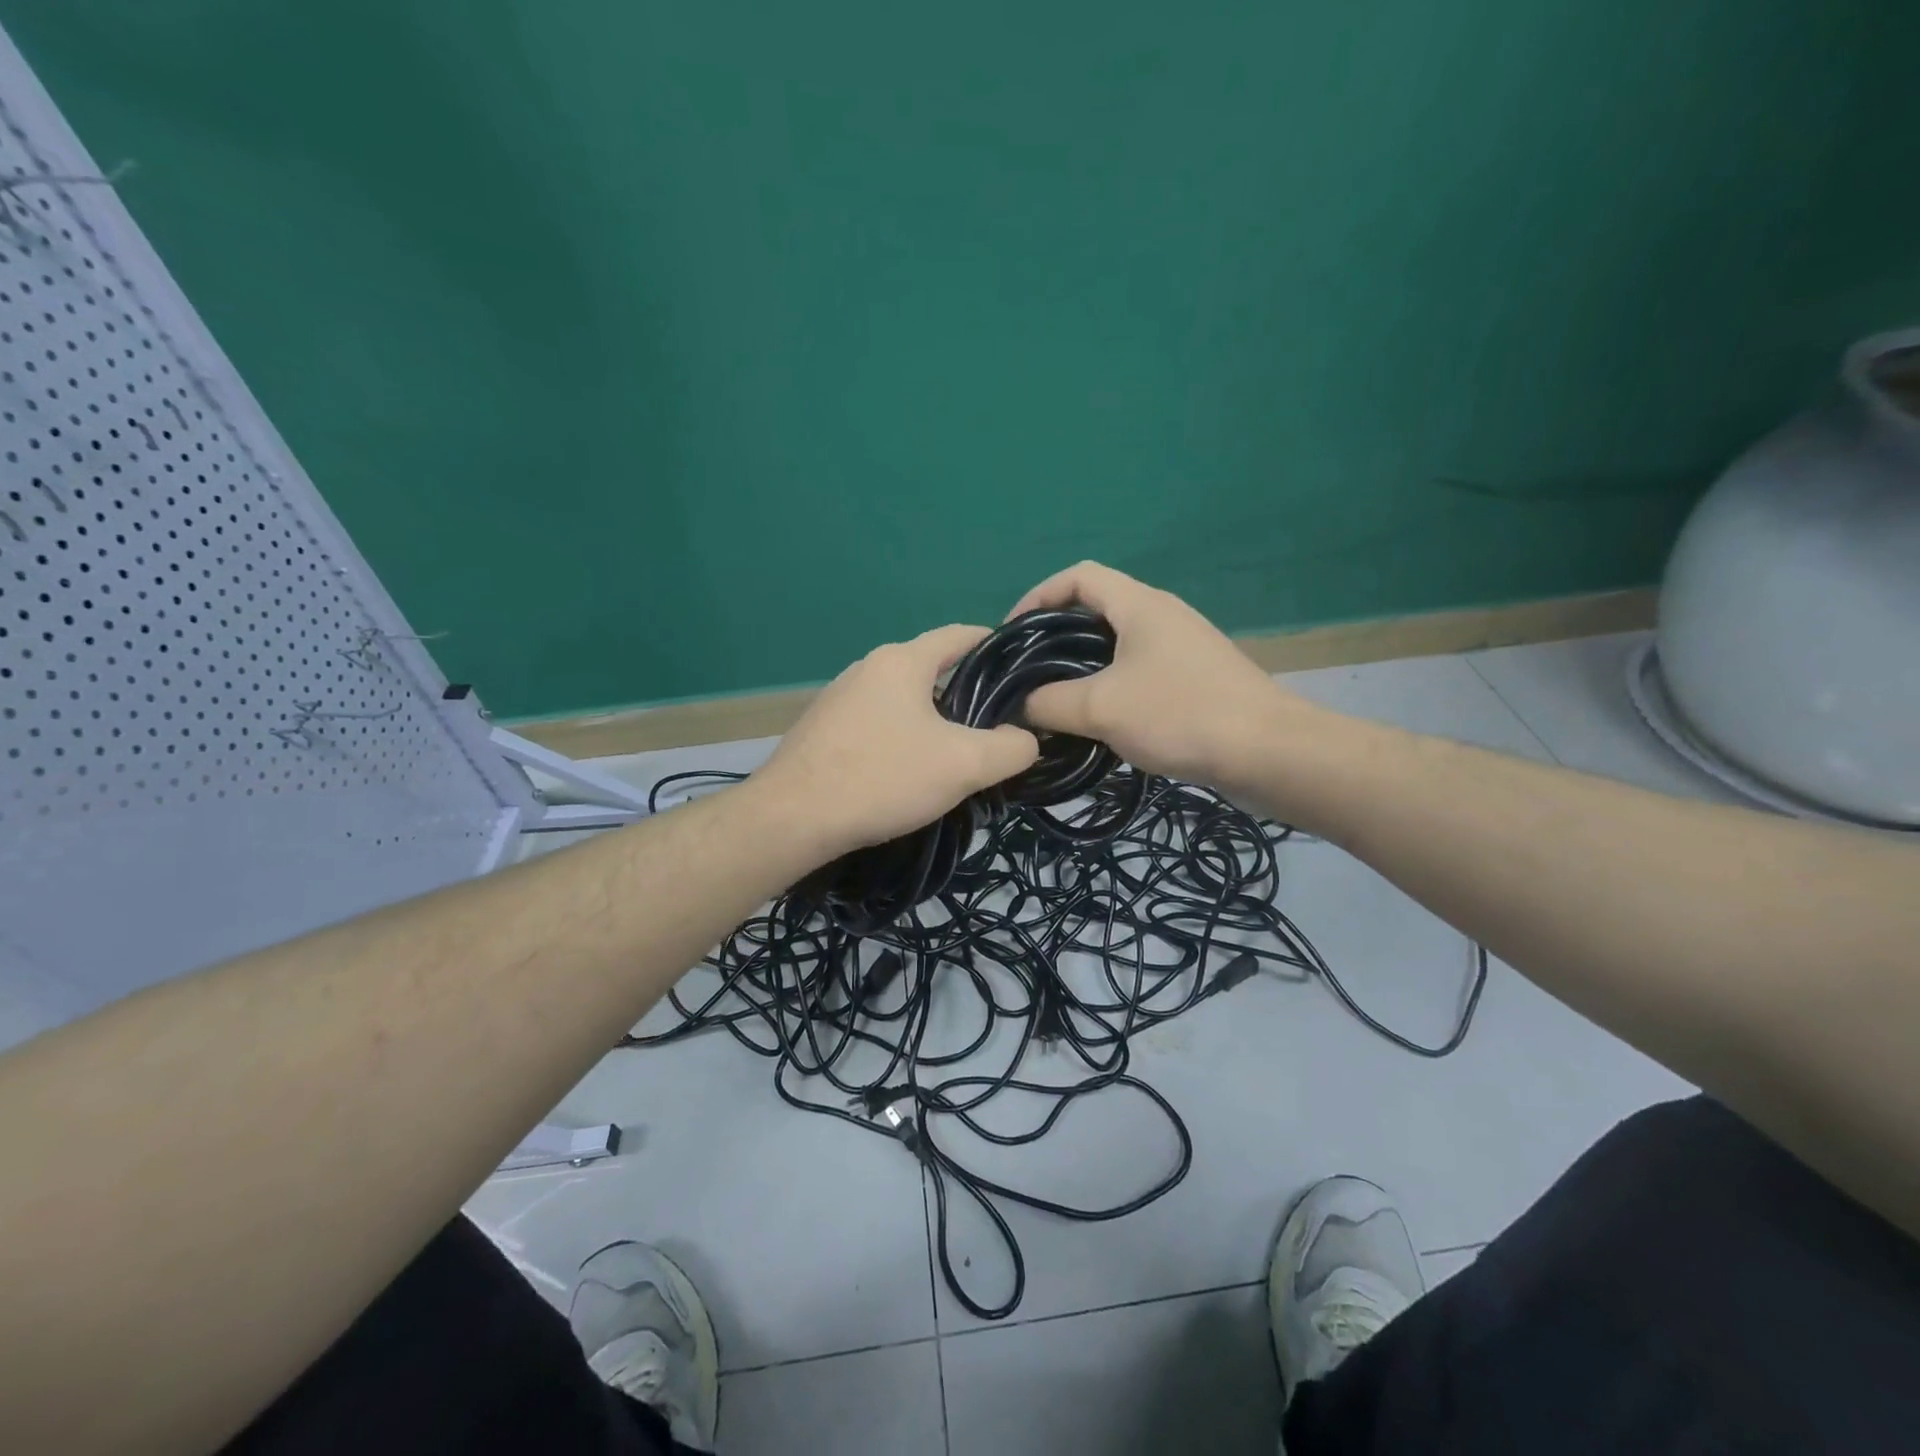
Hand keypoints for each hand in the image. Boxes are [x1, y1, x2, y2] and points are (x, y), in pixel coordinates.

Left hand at [752, 624, 1040, 857]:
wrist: (792, 819)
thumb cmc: (882, 777)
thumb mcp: (963, 765)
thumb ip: (1011, 748)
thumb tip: (1027, 739)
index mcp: (902, 660)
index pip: (961, 635)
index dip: (997, 649)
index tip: (1023, 677)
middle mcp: (868, 667)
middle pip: (933, 671)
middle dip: (968, 697)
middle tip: (995, 733)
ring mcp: (839, 698)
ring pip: (904, 702)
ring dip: (934, 723)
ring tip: (956, 760)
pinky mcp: (823, 730)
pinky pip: (877, 724)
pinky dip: (901, 740)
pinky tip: (906, 775)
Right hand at [1009, 561, 1314, 789]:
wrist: (1268, 753)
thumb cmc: (1180, 714)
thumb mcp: (1100, 708)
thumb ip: (1049, 702)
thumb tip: (1019, 706)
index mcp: (1139, 605)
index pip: (1078, 576)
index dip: (1038, 595)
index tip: (1012, 632)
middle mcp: (1162, 615)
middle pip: (1096, 609)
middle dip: (1055, 636)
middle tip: (1028, 671)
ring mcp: (1182, 647)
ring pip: (1117, 645)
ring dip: (1082, 666)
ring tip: (1054, 699)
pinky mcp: (1195, 679)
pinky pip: (1139, 671)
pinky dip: (1110, 686)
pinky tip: (1098, 721)